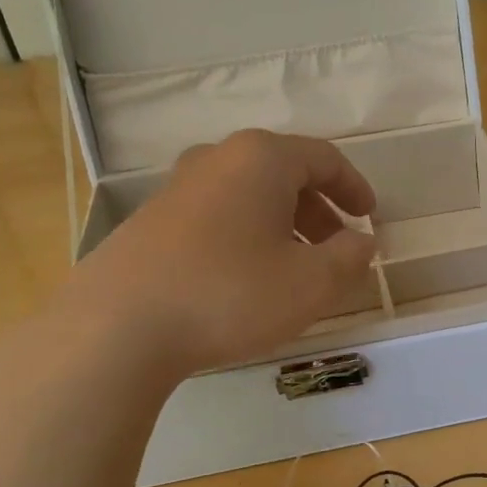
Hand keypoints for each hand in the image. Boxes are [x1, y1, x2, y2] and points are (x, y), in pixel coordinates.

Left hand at [37, 130, 377, 382]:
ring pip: (249, 197)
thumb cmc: (230, 294)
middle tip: (338, 247)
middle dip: (320, 210)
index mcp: (261, 159)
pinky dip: (247, 237)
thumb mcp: (311, 283)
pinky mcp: (151, 221)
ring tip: (296, 268)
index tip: (370, 216)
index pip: (324, 158)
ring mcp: (177, 188)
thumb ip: (350, 258)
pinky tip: (246, 279)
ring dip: (283, 226)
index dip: (354, 187)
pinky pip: (217, 216)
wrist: (117, 327)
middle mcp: (217, 159)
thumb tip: (361, 242)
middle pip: (284, 174)